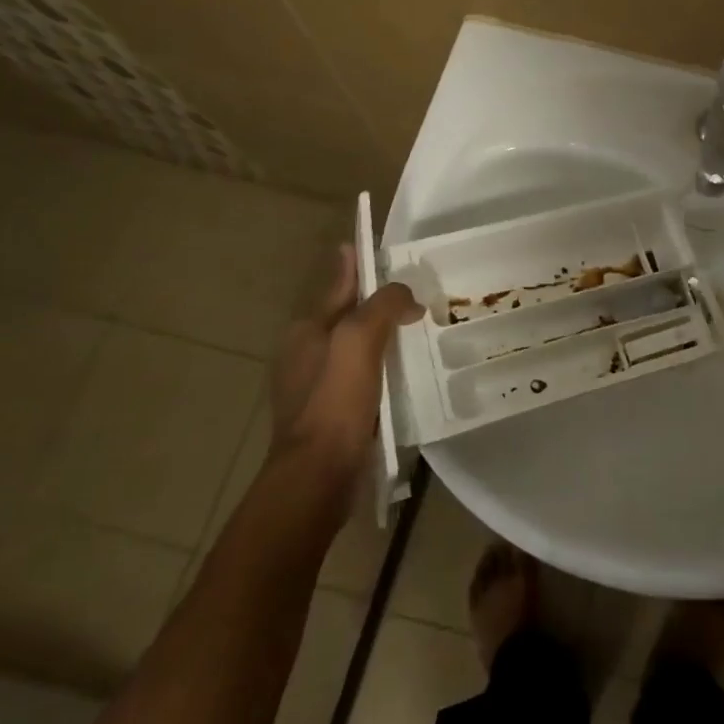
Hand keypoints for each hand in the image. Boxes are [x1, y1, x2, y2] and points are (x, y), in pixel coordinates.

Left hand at [270, 244, 420, 476]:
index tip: (372, 248)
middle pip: (349, 318)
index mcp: (306, 331)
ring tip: (417, 332)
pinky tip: (405, 375)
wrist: (318, 475)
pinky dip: (383, 370)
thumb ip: (383, 305)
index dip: (357, 266)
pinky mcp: (332, 416)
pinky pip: (363, 379)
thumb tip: (405, 294)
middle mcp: (306, 355)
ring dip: (384, 339)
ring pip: (357, 350)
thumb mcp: (359, 338)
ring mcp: (316, 388)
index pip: (340, 287)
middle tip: (415, 295)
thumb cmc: (335, 399)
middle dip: (377, 305)